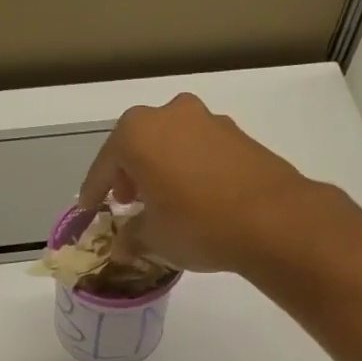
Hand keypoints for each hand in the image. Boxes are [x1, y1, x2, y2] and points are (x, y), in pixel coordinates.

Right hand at [80, 93, 318, 273]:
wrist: (273, 219)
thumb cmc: (196, 224)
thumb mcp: (154, 238)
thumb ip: (131, 237)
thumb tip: (123, 246)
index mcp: (137, 133)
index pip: (104, 165)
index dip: (93, 191)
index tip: (89, 208)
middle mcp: (170, 114)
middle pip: (137, 145)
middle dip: (128, 174)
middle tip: (126, 202)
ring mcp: (208, 120)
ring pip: (170, 143)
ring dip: (160, 168)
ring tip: (162, 201)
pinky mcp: (238, 134)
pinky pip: (198, 150)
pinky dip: (188, 168)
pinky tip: (194, 196)